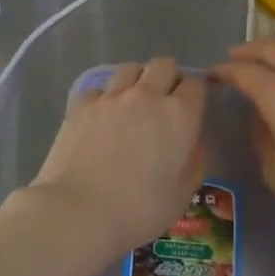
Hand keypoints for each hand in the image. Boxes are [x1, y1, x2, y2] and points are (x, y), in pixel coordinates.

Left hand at [26, 57, 206, 256]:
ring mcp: (112, 96)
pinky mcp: (82, 104)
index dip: (196, 90)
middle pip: (163, 65)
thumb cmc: (138, 210)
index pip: (196, 83)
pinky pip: (99, 89)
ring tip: (133, 100)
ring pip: (130, 69)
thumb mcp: (181, 196)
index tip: (192, 104)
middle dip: (168, 76)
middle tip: (164, 98)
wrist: (78, 211)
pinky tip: (101, 115)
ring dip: (137, 79)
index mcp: (179, 116)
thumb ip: (193, 164)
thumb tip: (192, 145)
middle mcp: (147, 95)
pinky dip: (105, 97)